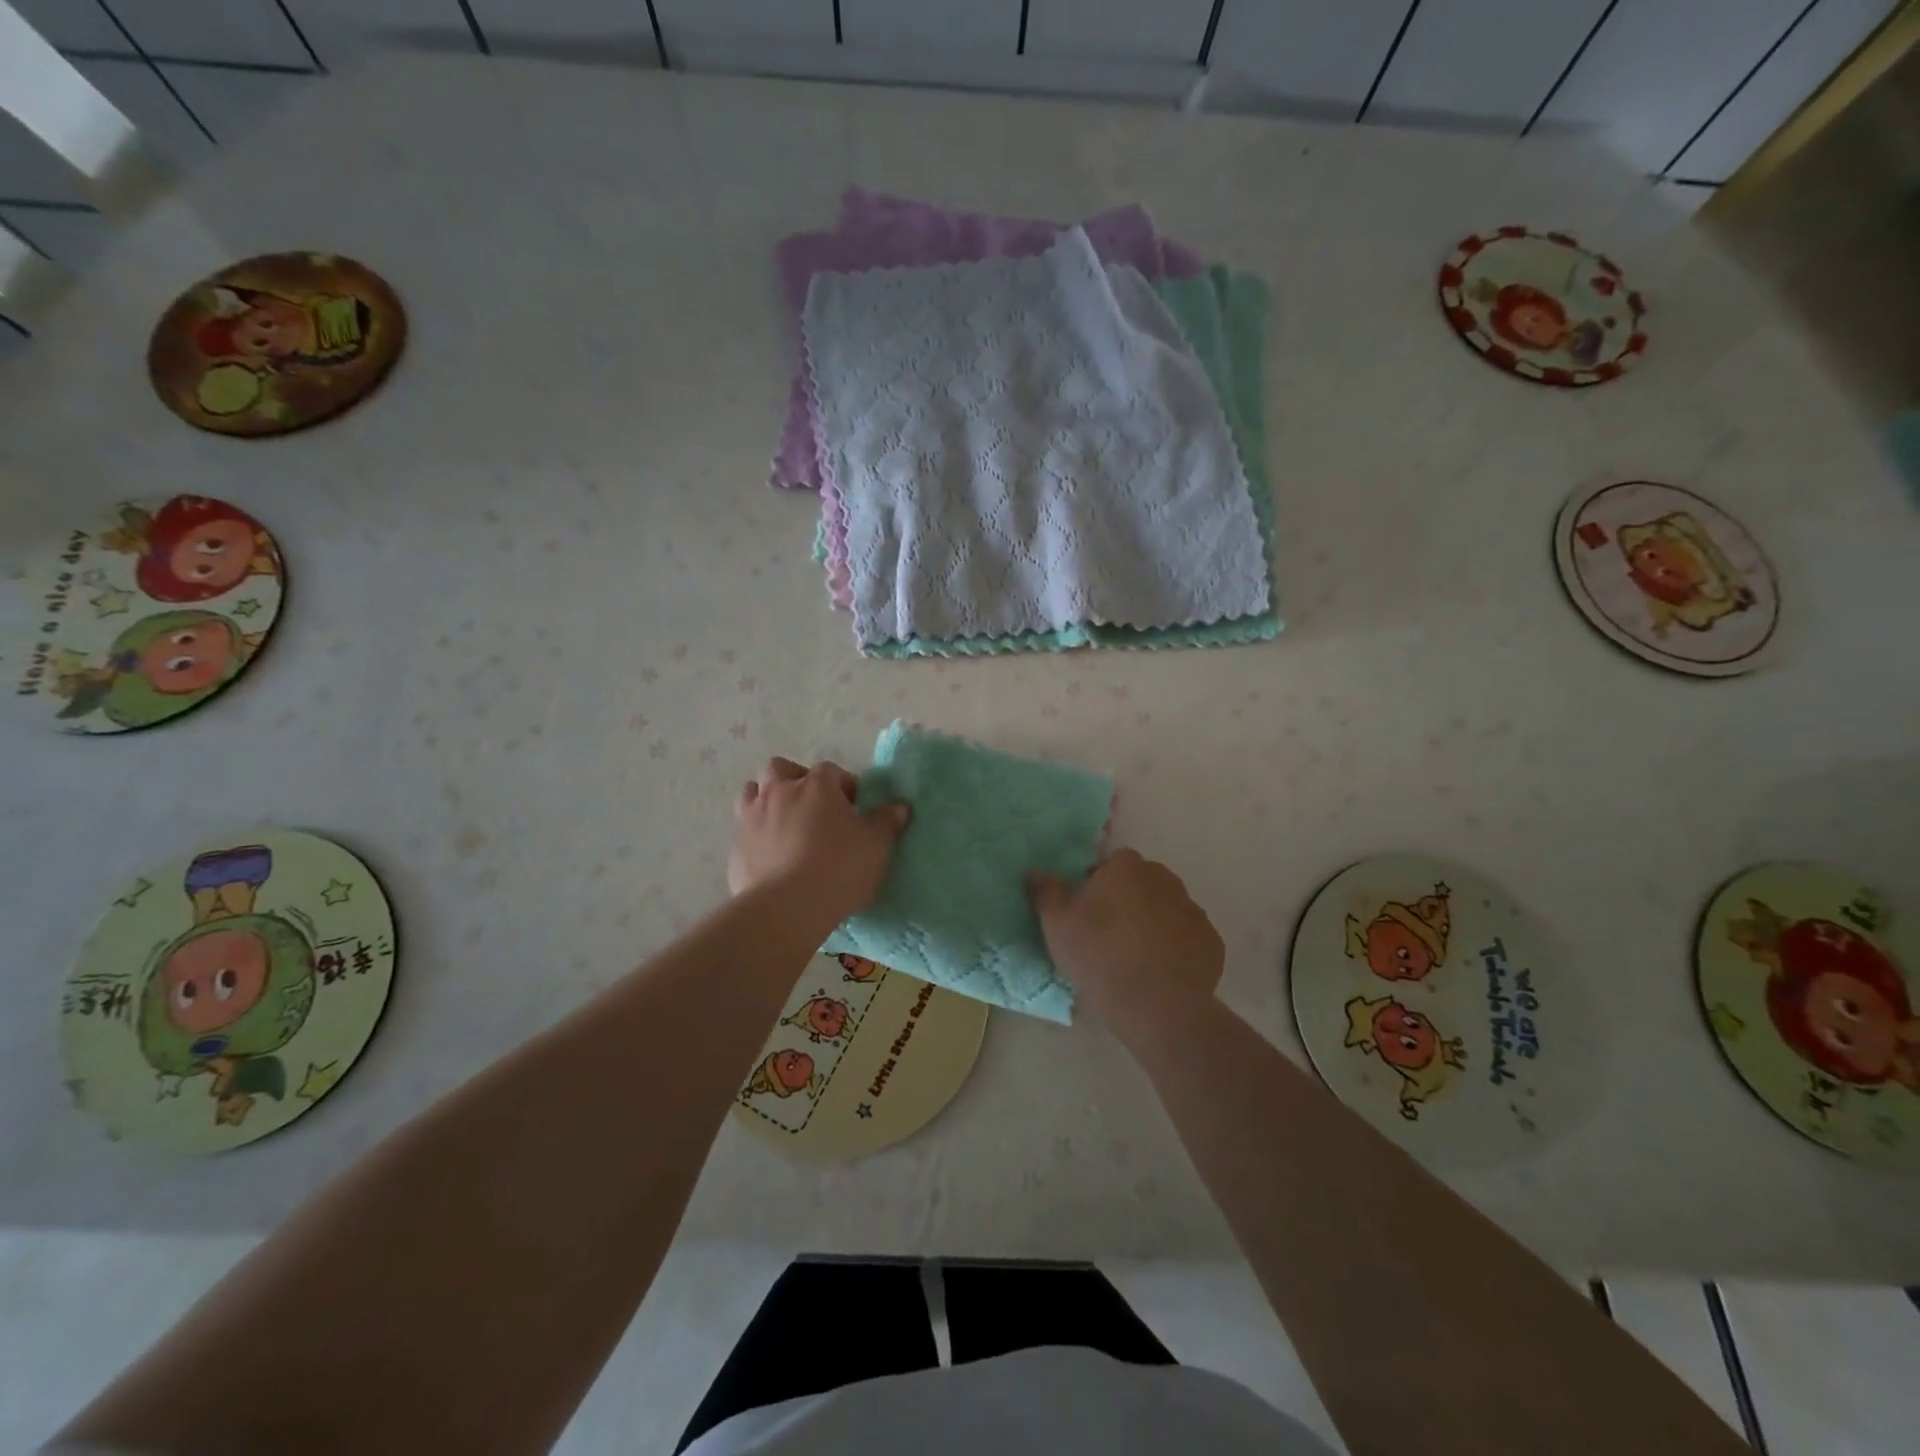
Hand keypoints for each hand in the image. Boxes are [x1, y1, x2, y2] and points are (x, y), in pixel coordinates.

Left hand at [730, 757, 908, 930]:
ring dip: (767, 801)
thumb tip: (899, 806)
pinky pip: (745, 831)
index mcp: (816, 785)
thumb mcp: (877, 845)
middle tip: (813, 806)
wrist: (787, 908)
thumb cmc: (839, 867)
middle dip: (795, 779)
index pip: (830, 770)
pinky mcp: (736, 849)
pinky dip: (757, 837)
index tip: (854, 807)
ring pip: (752, 793)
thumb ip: (887, 821)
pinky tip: (772, 858)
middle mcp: (779, 792)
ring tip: (786, 825)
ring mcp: (751, 819)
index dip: (843, 785)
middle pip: (780, 769)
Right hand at [1029, 849, 1223, 1038]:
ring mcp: (1193, 910)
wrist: (1157, 1006)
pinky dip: (1175, 948)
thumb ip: (1045, 891)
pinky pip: (1187, 938)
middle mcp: (1165, 879)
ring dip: (1152, 923)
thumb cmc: (1100, 955)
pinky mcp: (1212, 942)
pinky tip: (1160, 973)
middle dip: (1126, 901)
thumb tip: (1034, 871)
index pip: (1110, 864)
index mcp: (1127, 867)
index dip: (1096, 885)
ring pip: (1165, 909)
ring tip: (1134, 958)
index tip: (1086, 913)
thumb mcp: (1057, 924)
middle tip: (1107, 935)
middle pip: (1140, 883)